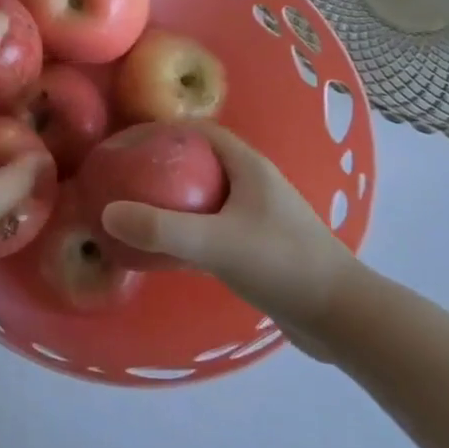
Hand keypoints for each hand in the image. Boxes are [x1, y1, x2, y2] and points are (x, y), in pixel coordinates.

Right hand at [100, 123, 361, 360]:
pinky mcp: (256, 245)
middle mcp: (251, 182)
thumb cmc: (283, 264)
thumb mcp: (217, 243)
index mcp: (246, 165)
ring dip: (170, 198)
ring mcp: (255, 214)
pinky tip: (164, 249)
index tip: (122, 145)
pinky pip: (210, 225)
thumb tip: (107, 212)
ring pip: (202, 195)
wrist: (341, 317)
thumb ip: (162, 229)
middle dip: (158, 165)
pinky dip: (184, 228)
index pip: (195, 130)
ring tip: (134, 211)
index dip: (157, 132)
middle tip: (121, 179)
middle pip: (196, 161)